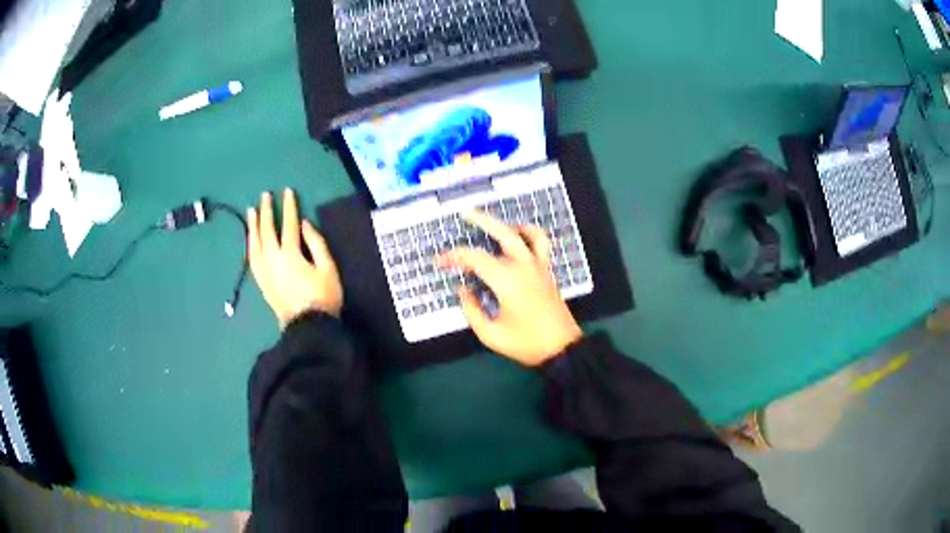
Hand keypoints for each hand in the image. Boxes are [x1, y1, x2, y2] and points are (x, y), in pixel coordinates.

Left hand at [247, 189, 342, 328]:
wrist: (307, 326)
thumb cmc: (322, 297)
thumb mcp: (328, 268)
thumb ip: (316, 243)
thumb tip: (304, 224)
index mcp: (290, 254)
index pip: (289, 224)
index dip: (289, 207)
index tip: (287, 191)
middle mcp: (272, 259)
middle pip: (267, 230)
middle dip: (266, 211)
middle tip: (264, 196)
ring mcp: (264, 271)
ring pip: (254, 243)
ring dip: (253, 226)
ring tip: (251, 212)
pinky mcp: (261, 281)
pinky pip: (251, 258)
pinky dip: (250, 244)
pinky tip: (250, 239)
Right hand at [437, 211, 582, 366]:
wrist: (561, 349)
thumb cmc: (525, 343)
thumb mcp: (490, 334)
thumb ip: (472, 310)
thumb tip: (463, 290)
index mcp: (506, 280)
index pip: (474, 258)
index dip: (453, 257)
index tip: (439, 262)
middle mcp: (523, 266)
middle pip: (502, 232)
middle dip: (481, 220)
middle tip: (465, 213)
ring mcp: (539, 266)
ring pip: (525, 233)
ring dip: (508, 224)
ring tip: (493, 225)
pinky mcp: (547, 271)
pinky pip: (541, 243)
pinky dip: (531, 233)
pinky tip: (520, 237)